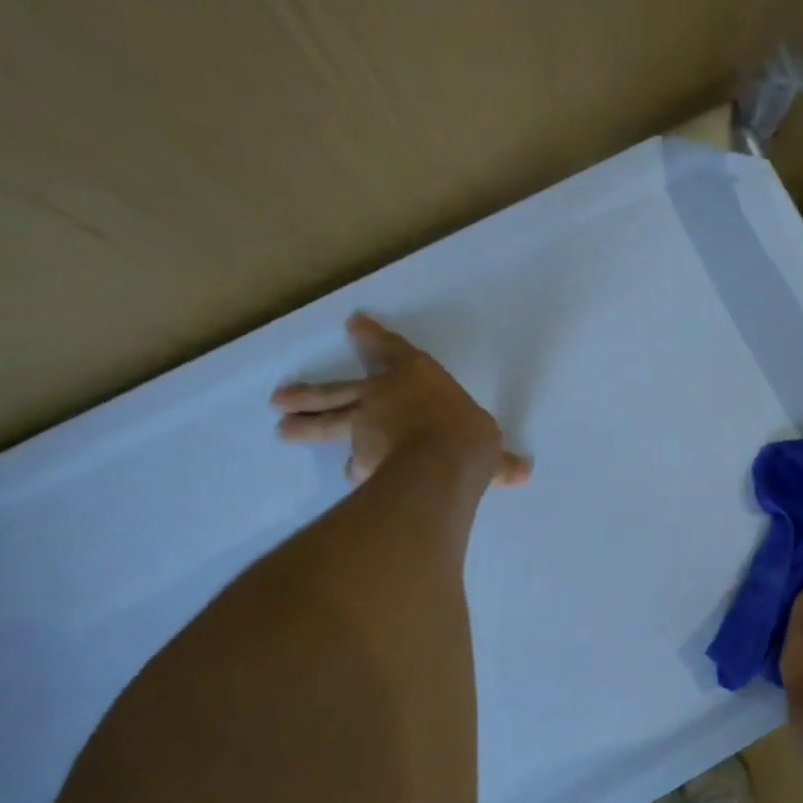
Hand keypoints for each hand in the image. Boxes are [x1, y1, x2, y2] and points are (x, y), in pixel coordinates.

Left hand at [270, 313, 531, 486]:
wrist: (440, 463)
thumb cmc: (466, 435)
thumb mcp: (489, 445)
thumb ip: (499, 461)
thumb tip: (523, 471)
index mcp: (414, 379)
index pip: (392, 353)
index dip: (374, 339)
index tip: (354, 325)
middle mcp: (383, 399)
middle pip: (338, 392)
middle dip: (311, 393)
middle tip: (279, 399)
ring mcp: (366, 430)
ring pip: (331, 424)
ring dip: (308, 425)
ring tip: (284, 430)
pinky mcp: (363, 461)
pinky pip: (356, 464)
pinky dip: (354, 470)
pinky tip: (349, 477)